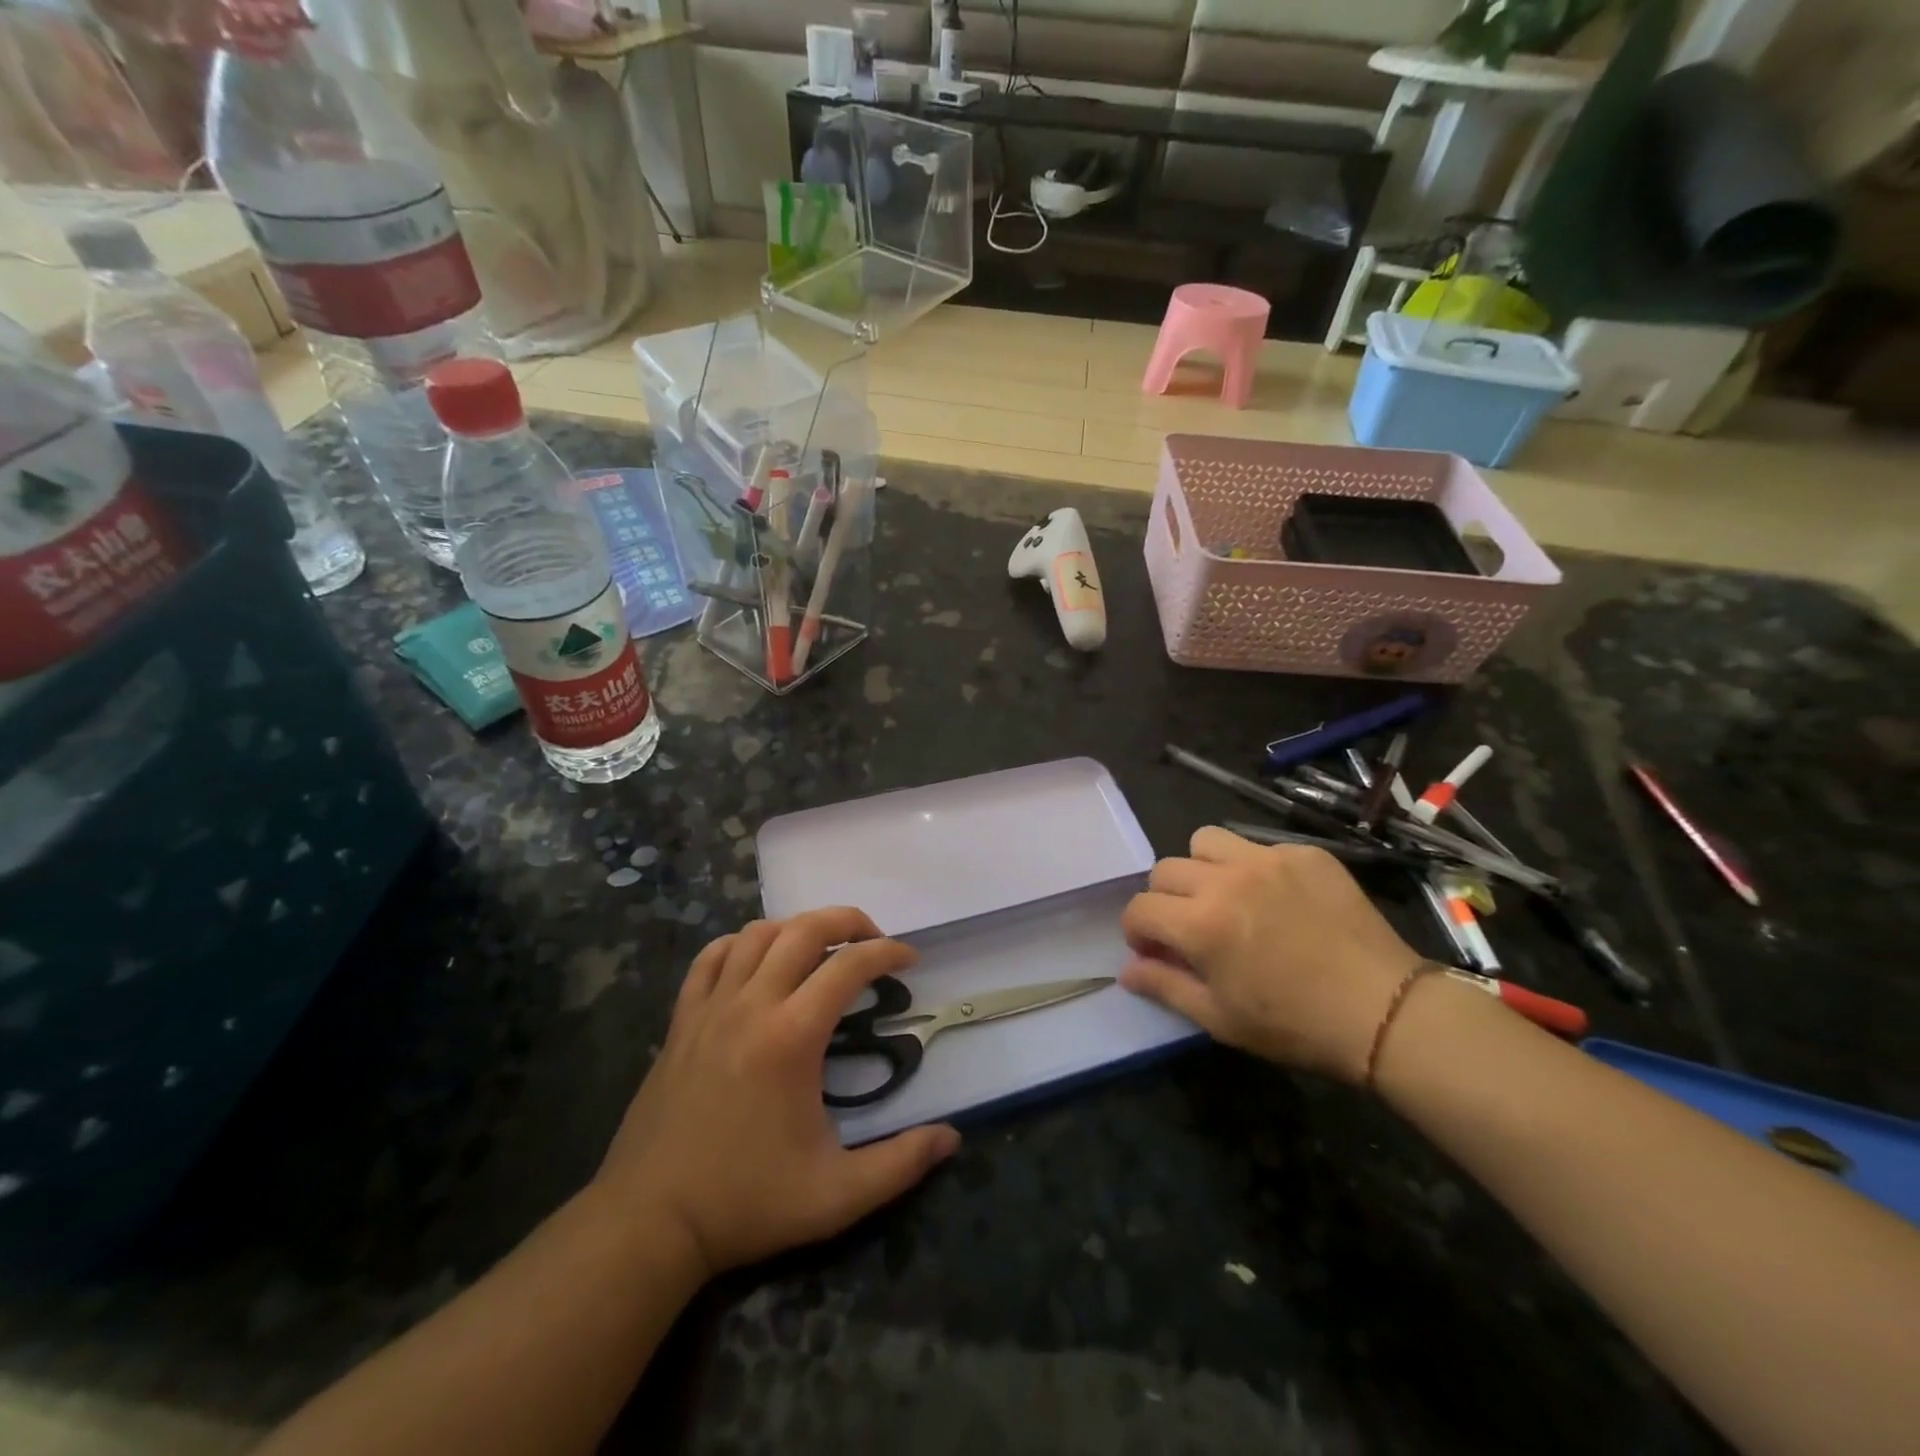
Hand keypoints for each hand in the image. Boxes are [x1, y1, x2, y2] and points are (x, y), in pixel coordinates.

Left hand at [594, 908, 959, 1279]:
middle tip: (874, 940)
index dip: (888, 953)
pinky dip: (742, 944)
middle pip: (804, 929)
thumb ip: (901, 1163)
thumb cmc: (747, 1203)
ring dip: (798, 928)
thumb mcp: (837, 1196)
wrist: (649, 1222)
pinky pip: (712, 958)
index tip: (910, 960)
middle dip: (848, 921)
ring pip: (757, 934)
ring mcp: (711, 1008)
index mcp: (792, 1037)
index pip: (849, 966)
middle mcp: (751, 1005)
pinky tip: (759, 961)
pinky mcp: (682, 1020)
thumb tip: (952, 1137)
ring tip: (823, 949)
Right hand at [1120, 827, 1423, 1084]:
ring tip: (1226, 895)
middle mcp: (1226, 880)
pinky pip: (1259, 846)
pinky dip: (1254, 867)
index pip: (1140, 908)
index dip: (1138, 932)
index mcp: (1200, 924)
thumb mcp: (1220, 1018)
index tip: (1155, 950)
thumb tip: (1126, 971)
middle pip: (1165, 869)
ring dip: (1202, 867)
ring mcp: (1268, 859)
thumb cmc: (1295, 1025)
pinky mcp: (1305, 853)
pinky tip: (1279, 898)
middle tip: (1190, 926)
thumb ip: (1165, 987)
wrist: (1385, 1011)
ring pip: (1206, 840)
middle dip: (1165, 899)